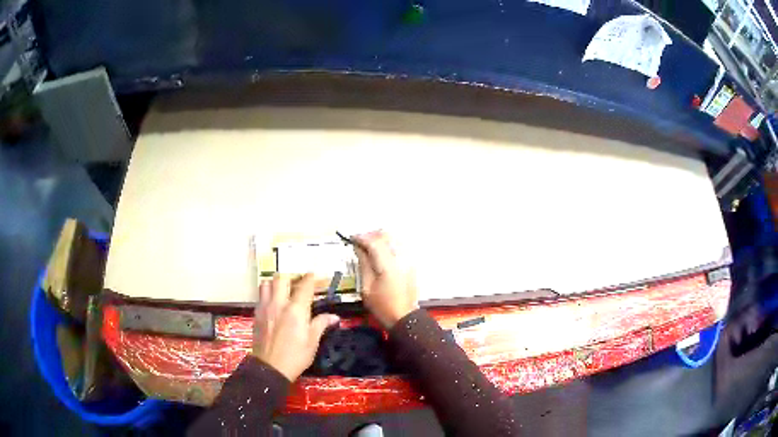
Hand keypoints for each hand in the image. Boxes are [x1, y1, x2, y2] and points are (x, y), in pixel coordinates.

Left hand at [252, 273, 339, 380]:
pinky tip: (274, 304)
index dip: (311, 278)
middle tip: (299, 283)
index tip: (316, 276)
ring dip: (275, 283)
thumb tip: (334, 316)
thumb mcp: (312, 342)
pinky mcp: (256, 314)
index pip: (304, 285)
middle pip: (281, 278)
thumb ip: (321, 324)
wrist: (270, 368)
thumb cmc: (295, 356)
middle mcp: (279, 303)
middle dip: (291, 277)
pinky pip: (260, 296)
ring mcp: (265, 307)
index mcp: (296, 310)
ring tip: (283, 291)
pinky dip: (267, 294)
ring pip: (266, 283)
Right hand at [353, 230, 418, 328]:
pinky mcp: (411, 263)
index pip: (374, 242)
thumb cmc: (382, 306)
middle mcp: (401, 258)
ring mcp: (408, 259)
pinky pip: (399, 245)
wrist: (404, 317)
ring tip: (368, 246)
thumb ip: (363, 264)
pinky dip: (388, 244)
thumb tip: (358, 248)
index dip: (361, 238)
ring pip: (394, 238)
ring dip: (380, 238)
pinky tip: (380, 252)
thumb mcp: (366, 288)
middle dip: (371, 235)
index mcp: (388, 265)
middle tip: (359, 242)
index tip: (351, 238)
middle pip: (386, 236)